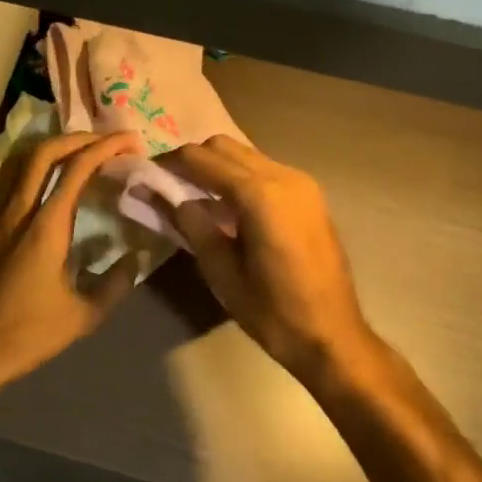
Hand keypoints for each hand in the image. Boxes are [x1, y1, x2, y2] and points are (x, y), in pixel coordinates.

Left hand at [0, 130, 143, 404]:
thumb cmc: (27, 334)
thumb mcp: (83, 316)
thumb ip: (115, 284)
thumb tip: (135, 259)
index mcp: (45, 227)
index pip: (77, 169)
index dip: (106, 147)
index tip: (130, 142)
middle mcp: (18, 210)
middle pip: (45, 151)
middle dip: (79, 137)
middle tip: (107, 141)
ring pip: (21, 160)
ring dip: (53, 147)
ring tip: (79, 152)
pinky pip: (8, 178)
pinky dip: (32, 165)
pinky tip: (45, 181)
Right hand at [164, 136, 377, 379]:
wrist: (334, 335)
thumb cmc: (274, 313)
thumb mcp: (222, 274)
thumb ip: (192, 226)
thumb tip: (162, 195)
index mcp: (260, 195)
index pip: (202, 159)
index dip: (170, 162)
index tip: (147, 174)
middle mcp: (283, 176)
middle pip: (225, 146)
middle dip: (193, 159)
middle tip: (168, 184)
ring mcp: (302, 183)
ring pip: (246, 154)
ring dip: (217, 165)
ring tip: (194, 195)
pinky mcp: (310, 194)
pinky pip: (265, 169)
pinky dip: (240, 175)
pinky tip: (228, 205)